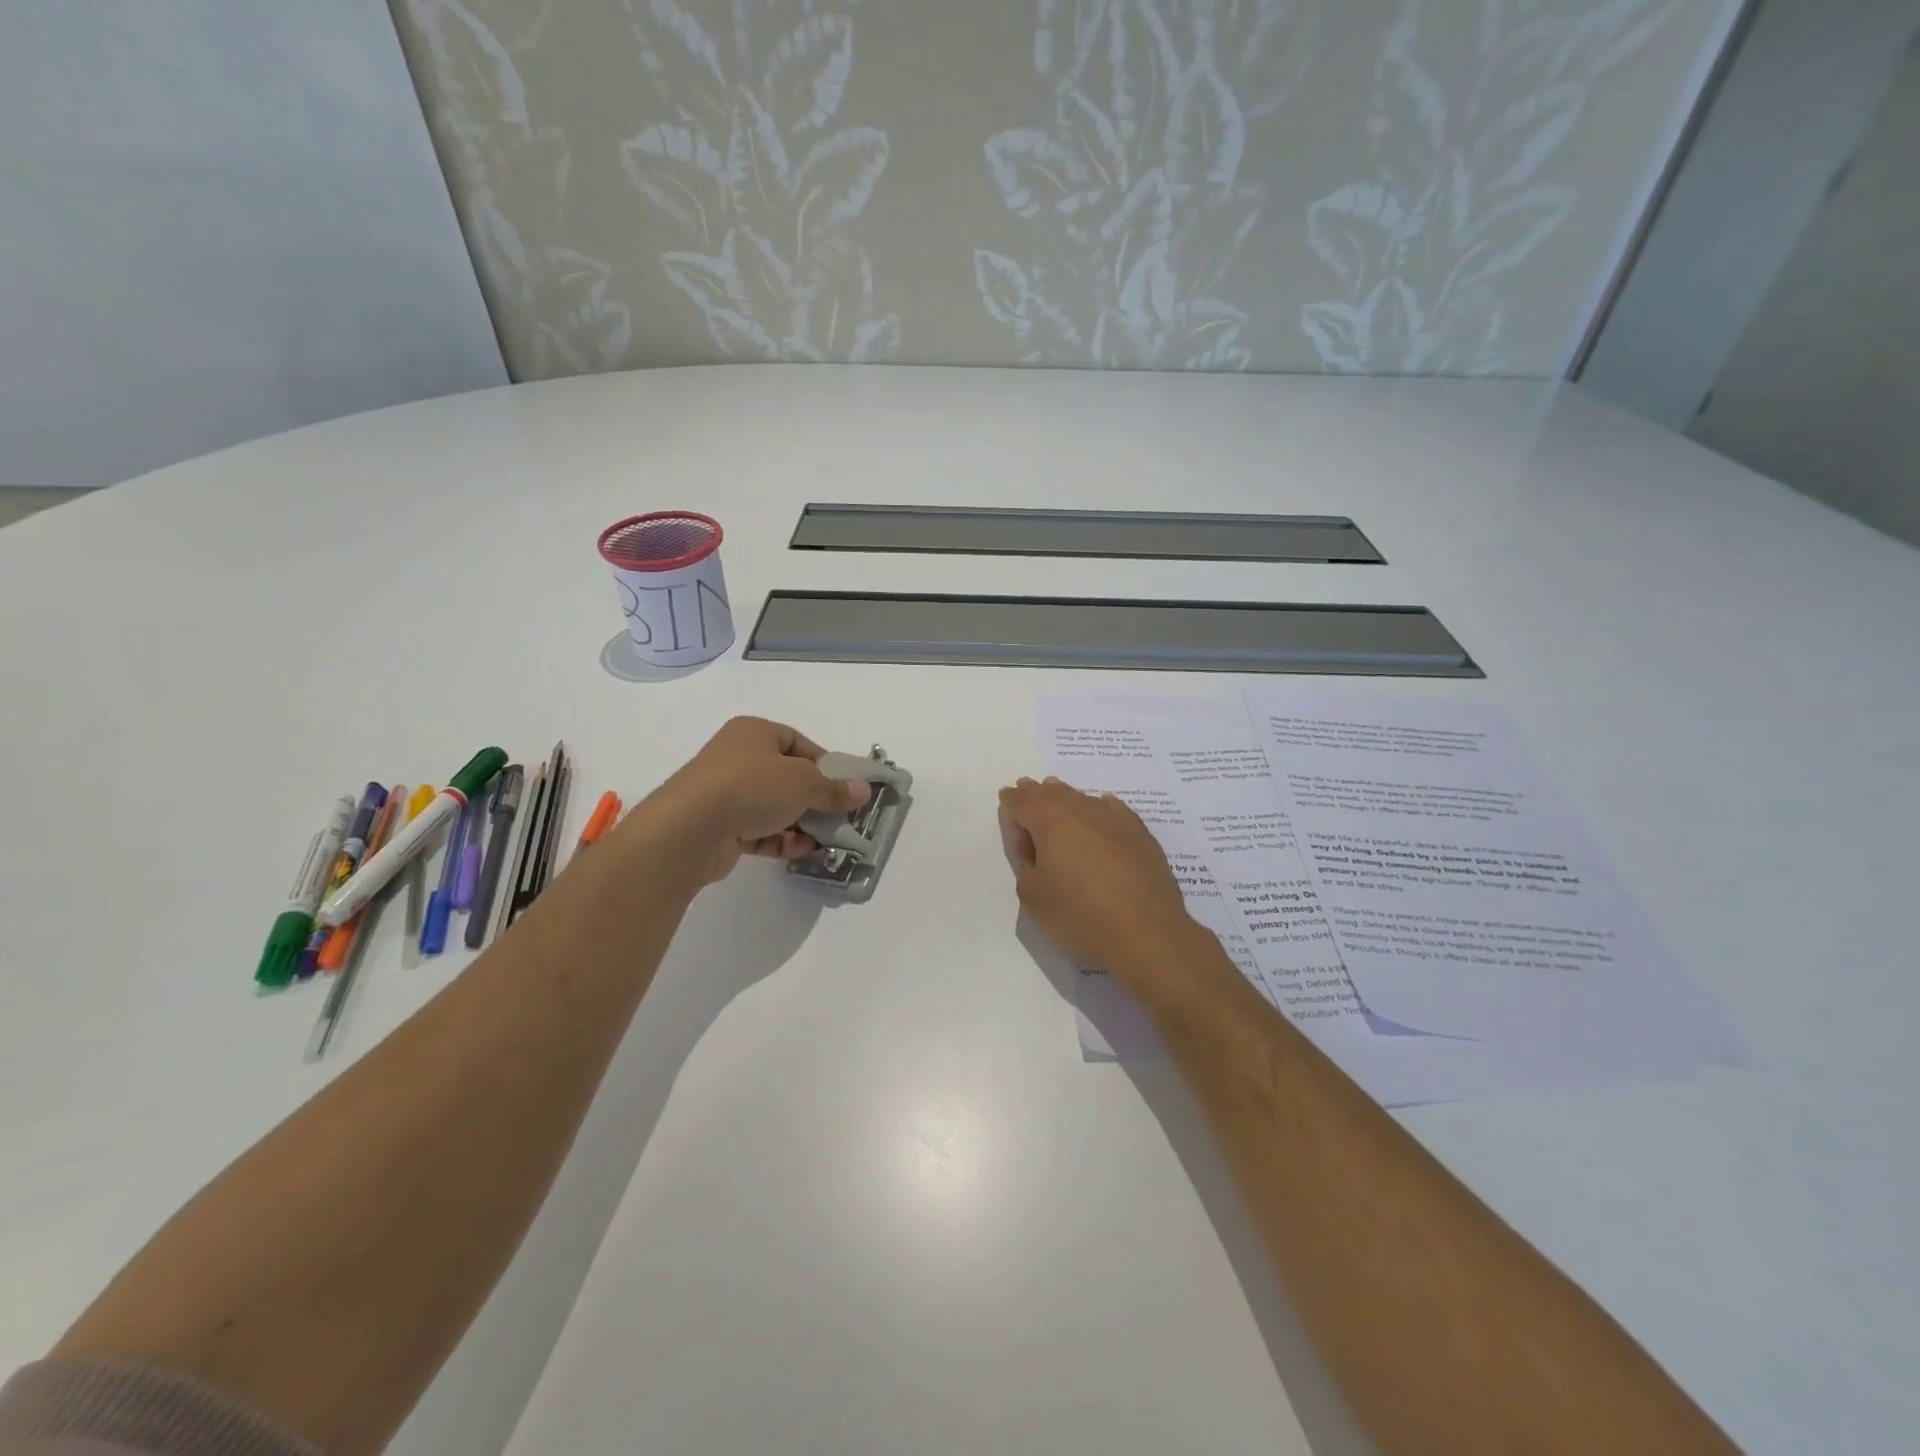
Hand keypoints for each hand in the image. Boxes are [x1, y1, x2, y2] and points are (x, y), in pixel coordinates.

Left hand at [648, 717, 869, 883]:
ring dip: (800, 824)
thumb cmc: (752, 787)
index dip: (825, 765)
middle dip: (815, 800)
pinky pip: (758, 831)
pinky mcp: (720, 827)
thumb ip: (834, 789)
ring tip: (824, 841)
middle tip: (839, 818)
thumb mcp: (804, 783)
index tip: (845, 788)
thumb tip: (863, 792)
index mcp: (754, 732)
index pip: (798, 743)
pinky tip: (800, 852)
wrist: (691, 828)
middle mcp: (737, 758)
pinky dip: (780, 841)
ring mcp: (725, 794)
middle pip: (787, 777)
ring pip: (773, 807)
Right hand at [998, 777, 1205, 1002]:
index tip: (1006, 799)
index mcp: (1050, 820)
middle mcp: (1082, 810)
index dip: (1011, 801)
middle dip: (1036, 793)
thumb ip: (1025, 863)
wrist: (1147, 933)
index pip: (1022, 801)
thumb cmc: (1080, 914)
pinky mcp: (1140, 834)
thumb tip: (1035, 848)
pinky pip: (1114, 810)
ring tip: (1056, 795)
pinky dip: (1101, 807)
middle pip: (1052, 793)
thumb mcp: (1033, 896)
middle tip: (1027, 790)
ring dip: (1066, 797)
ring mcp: (1115, 819)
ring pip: (1082, 798)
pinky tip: (1103, 807)